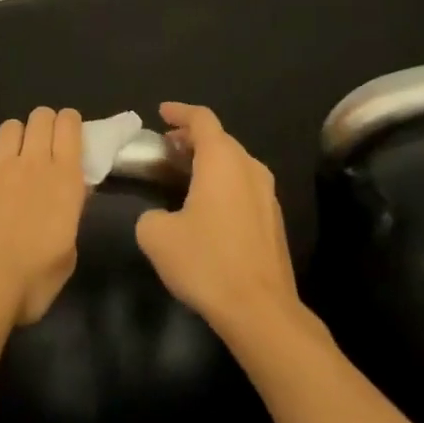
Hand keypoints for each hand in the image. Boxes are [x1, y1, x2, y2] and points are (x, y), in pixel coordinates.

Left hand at [0, 107, 87, 326]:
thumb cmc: (28, 283)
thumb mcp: (66, 257)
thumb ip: (69, 218)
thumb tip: (70, 197)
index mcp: (63, 180)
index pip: (69, 126)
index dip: (70, 122)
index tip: (69, 133)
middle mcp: (31, 163)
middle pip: (40, 118)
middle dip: (44, 123)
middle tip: (42, 143)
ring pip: (9, 127)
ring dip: (15, 134)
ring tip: (12, 151)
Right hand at [135, 102, 302, 340]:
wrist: (261, 310)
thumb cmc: (207, 262)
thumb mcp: (157, 236)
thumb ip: (150, 215)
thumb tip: (160, 217)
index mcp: (222, 160)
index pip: (202, 119)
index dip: (179, 112)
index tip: (161, 112)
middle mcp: (249, 167)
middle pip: (220, 139)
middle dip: (192, 137)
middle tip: (167, 146)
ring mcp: (267, 194)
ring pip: (234, 162)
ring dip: (209, 161)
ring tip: (184, 172)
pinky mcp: (274, 219)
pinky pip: (244, 185)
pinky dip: (223, 182)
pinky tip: (207, 205)